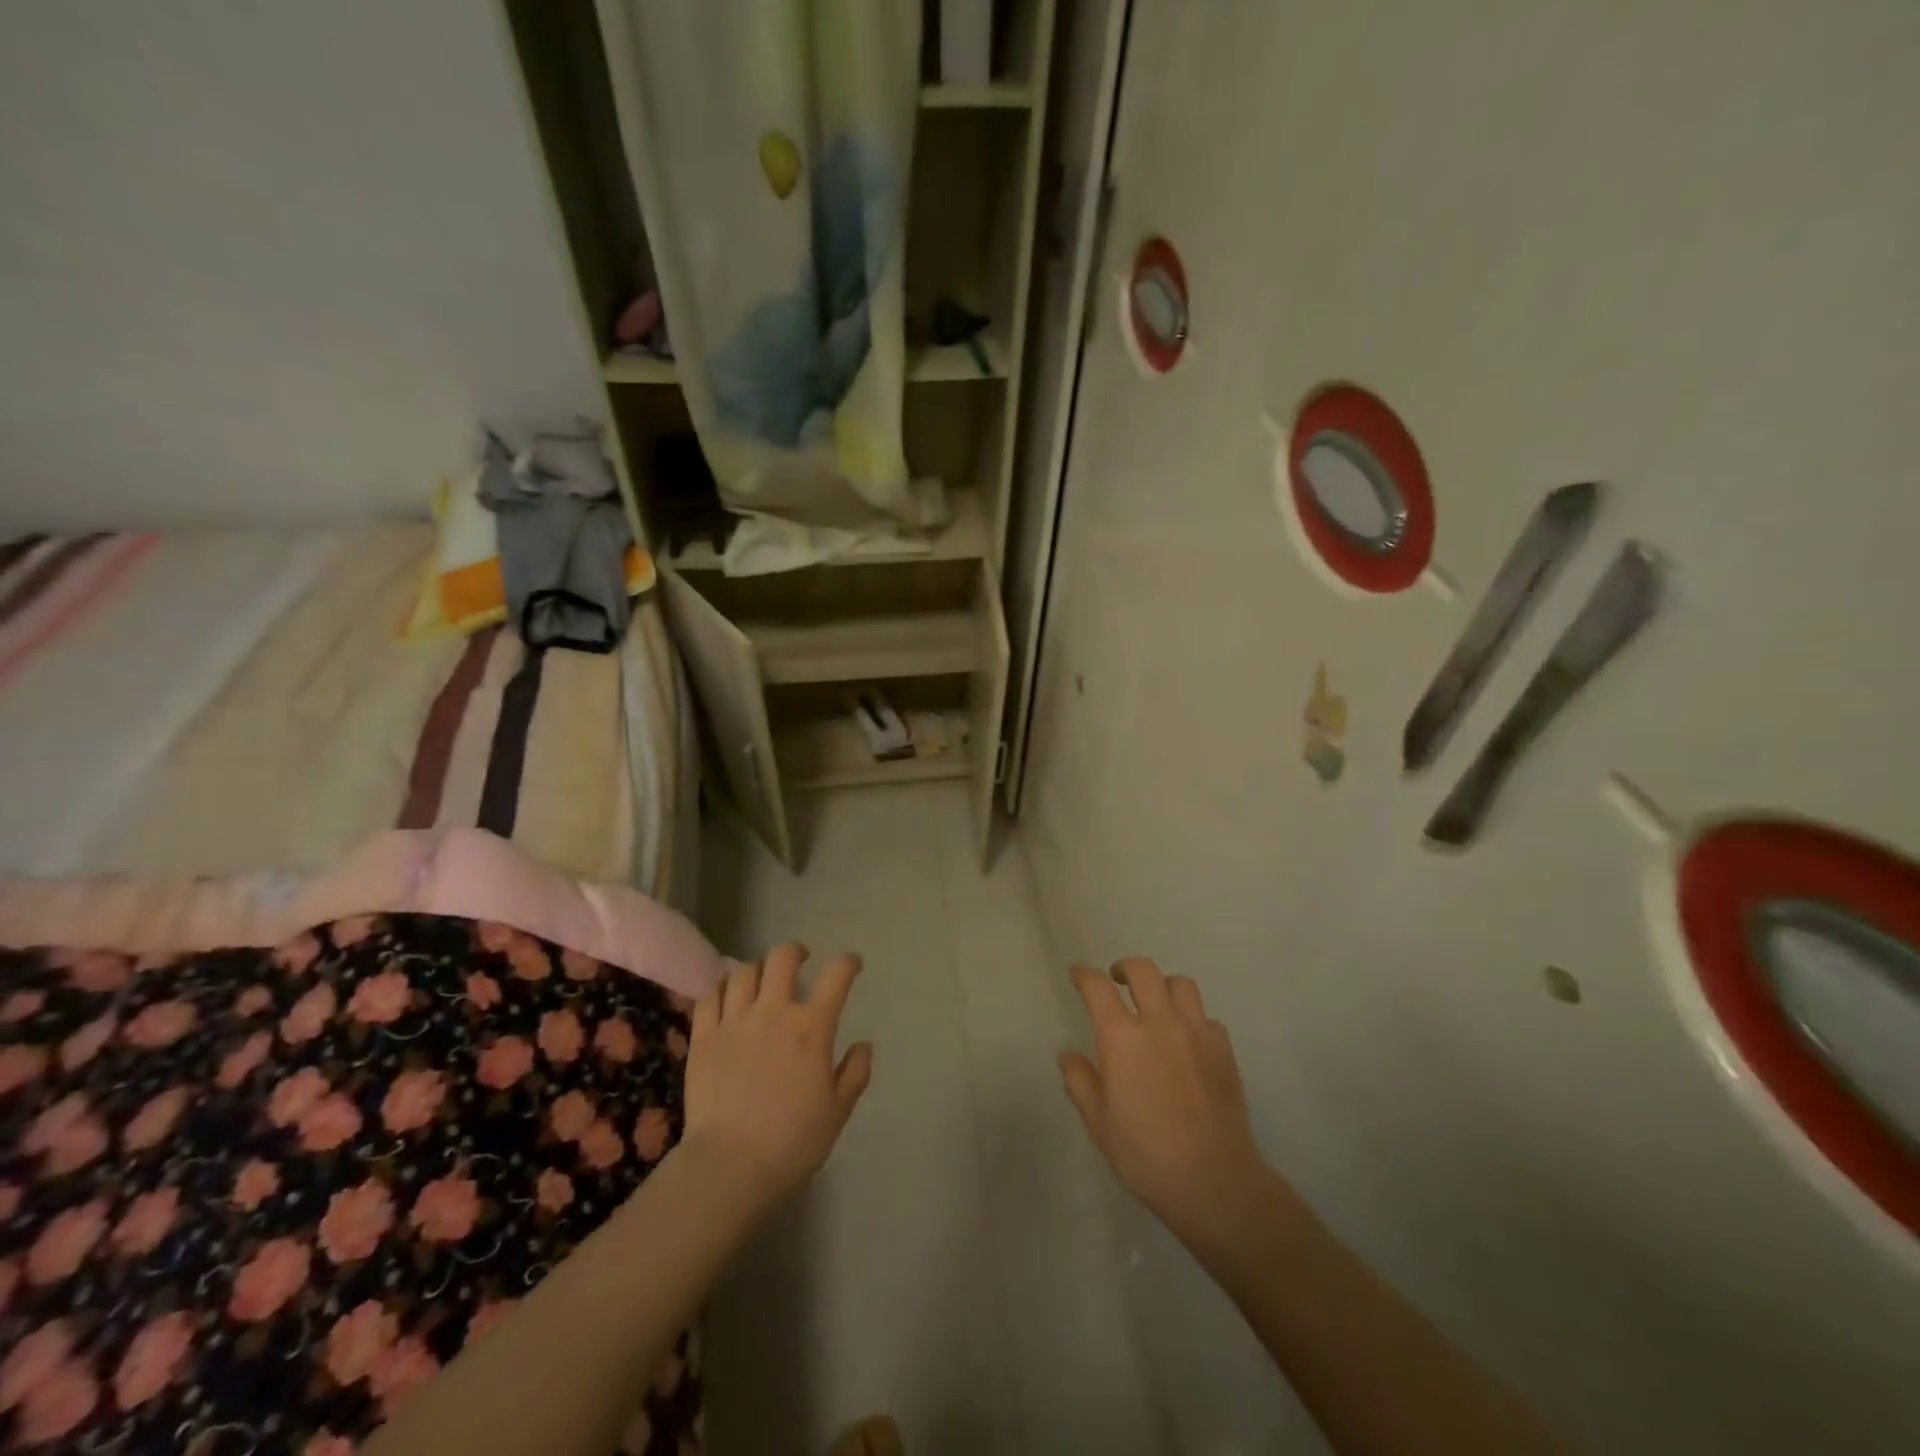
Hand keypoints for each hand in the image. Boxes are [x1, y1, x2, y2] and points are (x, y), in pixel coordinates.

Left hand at [682, 944, 872, 1208]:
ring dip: (758, 970)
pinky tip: (727, 996)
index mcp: (812, 1028)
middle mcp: (774, 1012)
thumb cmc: (792, 1141)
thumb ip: (854, 1073)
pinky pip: (710, 996)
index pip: (836, 976)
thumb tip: (863, 1045)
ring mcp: (734, 1021)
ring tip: (762, 981)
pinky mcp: (703, 1037)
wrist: (728, 1166)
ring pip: (744, 971)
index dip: (848, 963)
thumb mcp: (837, 1111)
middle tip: (801, 961)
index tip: (852, 964)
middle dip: (795, 952)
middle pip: (783, 958)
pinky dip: (722, 988)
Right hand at [1060, 958, 1272, 1250]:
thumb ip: (1080, 1081)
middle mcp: (1159, 1023)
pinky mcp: (1224, 1049)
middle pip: (1143, 970)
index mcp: (1122, 1038)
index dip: (1084, 975)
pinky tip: (1187, 1040)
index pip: (1097, 987)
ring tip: (1155, 1003)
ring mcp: (1197, 1033)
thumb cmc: (1145, 1155)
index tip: (1078, 975)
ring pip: (1180, 984)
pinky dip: (1192, 1019)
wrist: (1213, 1181)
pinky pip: (1207, 1017)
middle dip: (1125, 968)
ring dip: (1162, 986)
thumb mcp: (1099, 1123)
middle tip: (1117, 980)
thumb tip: (1067, 1055)